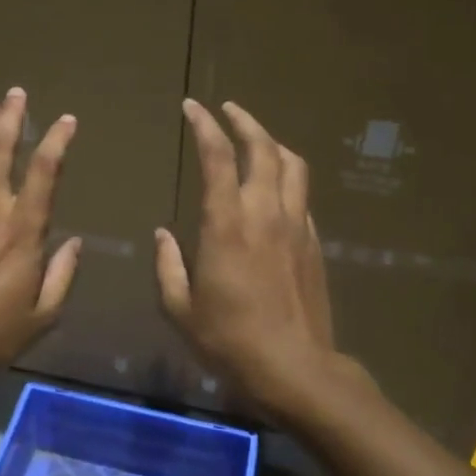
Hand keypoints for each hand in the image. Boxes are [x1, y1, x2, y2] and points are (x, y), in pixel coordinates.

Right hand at [155, 100, 342, 426]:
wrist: (294, 368)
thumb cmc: (229, 339)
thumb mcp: (180, 308)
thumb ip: (168, 265)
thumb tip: (163, 235)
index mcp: (227, 223)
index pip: (218, 157)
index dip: (205, 125)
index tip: (192, 107)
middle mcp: (265, 213)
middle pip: (263, 148)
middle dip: (244, 121)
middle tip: (227, 109)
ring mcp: (295, 226)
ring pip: (292, 166)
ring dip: (273, 143)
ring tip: (257, 138)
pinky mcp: (313, 243)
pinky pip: (302, 197)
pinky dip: (287, 179)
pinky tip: (276, 189)